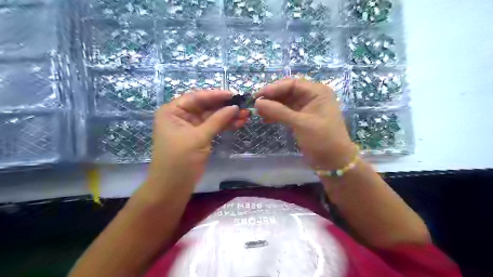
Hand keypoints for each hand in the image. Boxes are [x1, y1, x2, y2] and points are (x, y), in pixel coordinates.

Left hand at [145, 91, 246, 189]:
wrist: (172, 187)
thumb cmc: (180, 160)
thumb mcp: (199, 138)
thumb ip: (217, 120)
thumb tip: (235, 107)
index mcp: (173, 111)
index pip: (196, 97)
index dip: (216, 95)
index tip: (234, 95)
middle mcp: (181, 116)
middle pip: (206, 107)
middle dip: (225, 107)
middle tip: (244, 106)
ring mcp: (190, 127)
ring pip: (211, 117)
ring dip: (228, 117)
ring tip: (245, 116)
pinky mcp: (198, 137)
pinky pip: (213, 127)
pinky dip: (224, 125)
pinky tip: (238, 123)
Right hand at [256, 77, 356, 167]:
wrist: (333, 162)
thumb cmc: (322, 139)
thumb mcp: (300, 123)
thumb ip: (278, 111)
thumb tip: (257, 103)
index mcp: (317, 92)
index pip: (292, 84)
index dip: (273, 88)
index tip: (257, 96)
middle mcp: (312, 97)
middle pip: (288, 91)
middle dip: (272, 97)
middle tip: (256, 104)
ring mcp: (306, 108)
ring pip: (285, 102)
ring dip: (272, 106)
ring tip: (258, 113)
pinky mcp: (302, 119)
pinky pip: (286, 112)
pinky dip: (276, 115)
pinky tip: (265, 119)